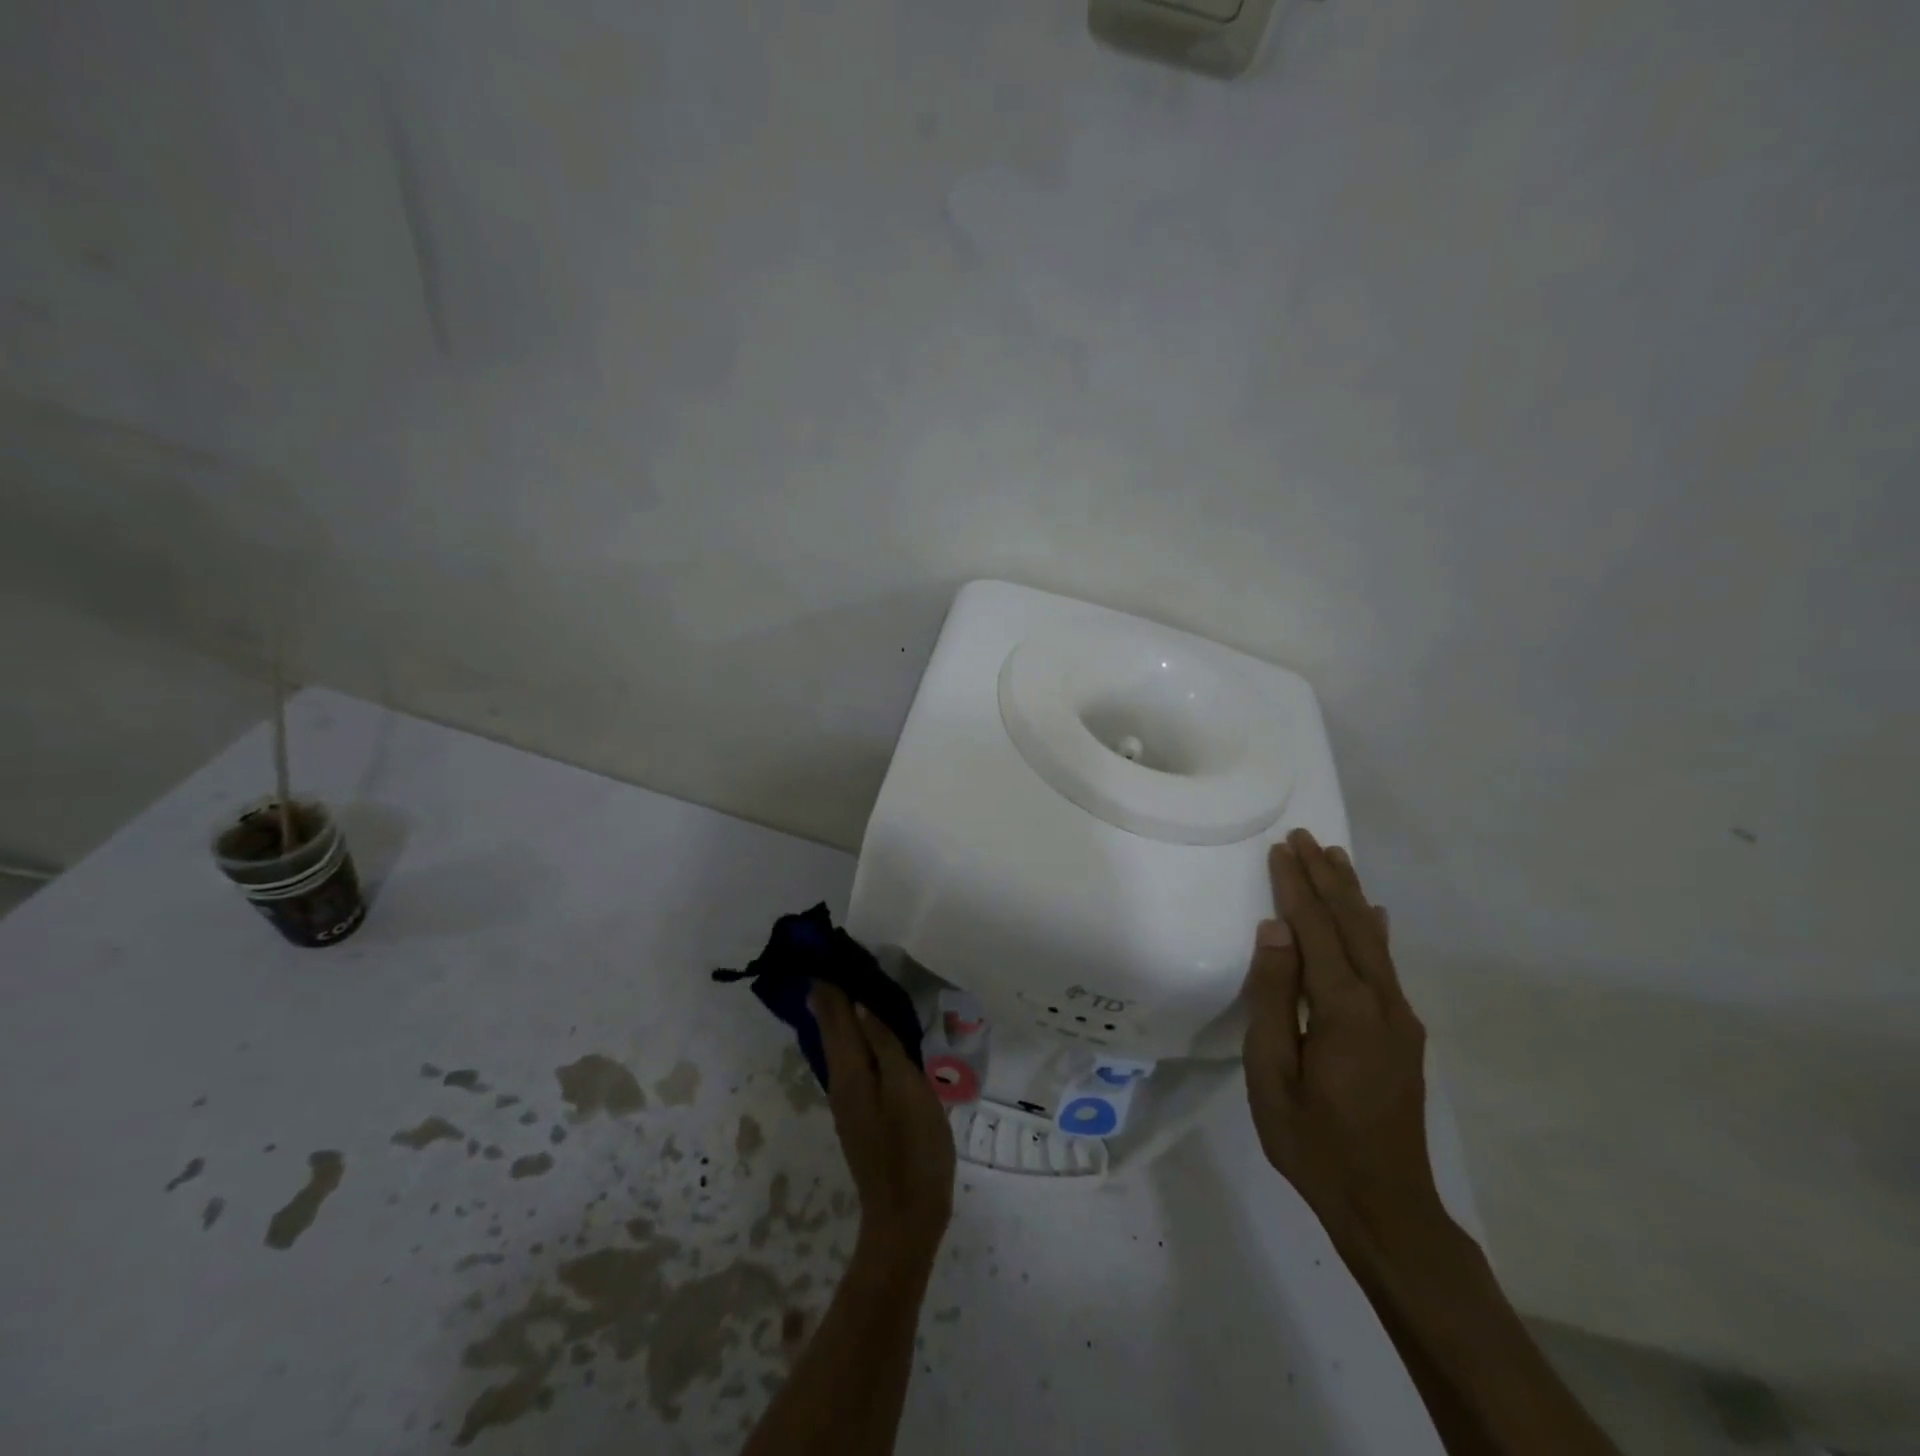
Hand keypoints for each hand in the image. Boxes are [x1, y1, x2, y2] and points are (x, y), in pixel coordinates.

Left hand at [812, 983, 955, 1259]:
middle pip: (831, 1027)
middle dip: (831, 992)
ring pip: (841, 1043)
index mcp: (850, 1070)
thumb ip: (883, 1045)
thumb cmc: (912, 1148)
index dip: (829, 982)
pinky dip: (856, 1034)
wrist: (906, 1217)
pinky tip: (870, 1029)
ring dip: (843, 1011)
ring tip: (853, 981)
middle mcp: (841, 1081)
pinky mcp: (863, 1112)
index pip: (833, 1014)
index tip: (827, 947)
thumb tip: (859, 1003)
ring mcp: (850, 1099)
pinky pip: (853, 1059)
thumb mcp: (906, 1089)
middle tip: (837, 956)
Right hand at [1242, 828, 1443, 1243]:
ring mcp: (1399, 1018)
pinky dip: (1372, 930)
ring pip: (1372, 940)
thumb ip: (1273, 998)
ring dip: (1351, 895)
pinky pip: (1384, 965)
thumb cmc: (1313, 1143)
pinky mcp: (1404, 1034)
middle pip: (1351, 924)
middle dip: (1326, 878)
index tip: (1280, 849)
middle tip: (1305, 838)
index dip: (1296, 887)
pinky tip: (1373, 915)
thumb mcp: (1272, 1074)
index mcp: (1344, 1010)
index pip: (1315, 931)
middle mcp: (1381, 1003)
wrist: (1388, 1207)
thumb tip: (1274, 932)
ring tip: (1334, 858)